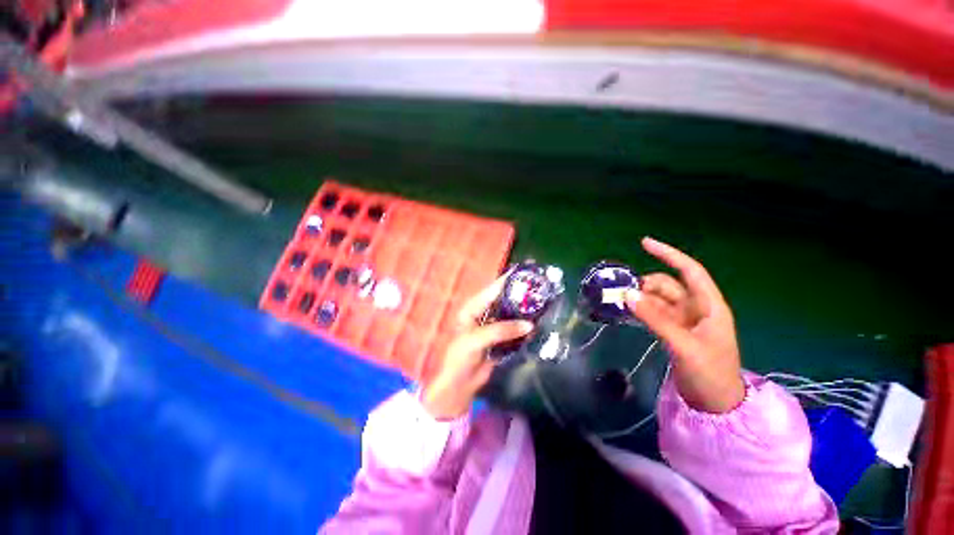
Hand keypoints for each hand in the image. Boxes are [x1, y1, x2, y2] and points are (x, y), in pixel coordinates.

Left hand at [421, 277, 533, 419]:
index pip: (493, 290)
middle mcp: (484, 314)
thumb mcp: (476, 340)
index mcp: (473, 308)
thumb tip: (529, 325)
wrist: (460, 385)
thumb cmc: (460, 358)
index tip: (527, 271)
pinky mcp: (501, 340)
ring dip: (525, 311)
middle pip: (505, 300)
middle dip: (521, 295)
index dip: (509, 280)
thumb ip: (501, 330)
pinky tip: (539, 323)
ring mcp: (494, 327)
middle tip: (541, 288)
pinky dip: (525, 328)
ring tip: (545, 303)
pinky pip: (515, 330)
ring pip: (512, 315)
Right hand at [626, 237, 744, 413]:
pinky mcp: (673, 331)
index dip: (669, 255)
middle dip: (646, 284)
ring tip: (621, 302)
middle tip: (623, 291)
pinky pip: (653, 312)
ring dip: (641, 297)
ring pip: (658, 298)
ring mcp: (683, 320)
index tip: (644, 243)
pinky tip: (628, 310)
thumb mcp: (684, 345)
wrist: (715, 404)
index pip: (690, 271)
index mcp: (709, 306)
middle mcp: (696, 308)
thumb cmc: (710, 373)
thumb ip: (656, 319)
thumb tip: (628, 294)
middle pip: (668, 285)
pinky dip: (641, 309)